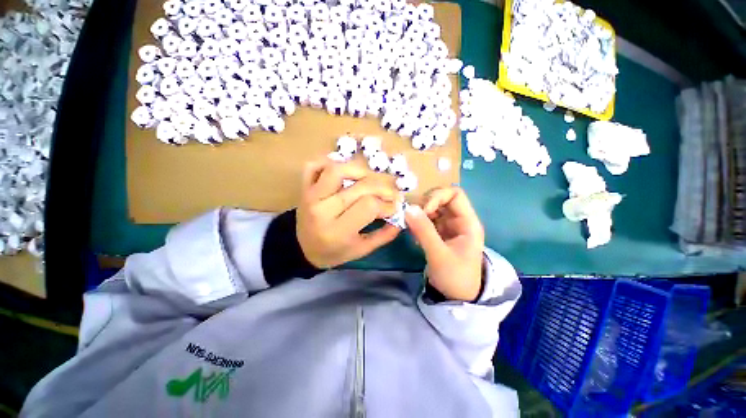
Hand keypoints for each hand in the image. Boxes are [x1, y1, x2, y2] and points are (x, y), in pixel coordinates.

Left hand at [297, 159, 401, 268]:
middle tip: (391, 194)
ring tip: (370, 180)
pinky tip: (345, 171)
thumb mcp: (361, 250)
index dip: (388, 204)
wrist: (303, 249)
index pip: (369, 206)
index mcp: (337, 230)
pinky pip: (314, 165)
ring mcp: (311, 195)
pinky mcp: (305, 187)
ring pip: (337, 170)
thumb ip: (383, 236)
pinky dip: (330, 161)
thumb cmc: (334, 252)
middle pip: (360, 187)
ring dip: (360, 170)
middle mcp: (323, 210)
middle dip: (383, 188)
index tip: (395, 207)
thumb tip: (400, 219)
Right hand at [405, 187, 483, 300]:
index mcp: (467, 222)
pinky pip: (427, 220)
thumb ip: (424, 230)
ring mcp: (448, 226)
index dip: (437, 197)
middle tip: (411, 217)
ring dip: (419, 214)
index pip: (454, 194)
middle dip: (425, 204)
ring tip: (410, 227)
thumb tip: (409, 208)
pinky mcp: (439, 233)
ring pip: (432, 209)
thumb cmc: (455, 277)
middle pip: (441, 199)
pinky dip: (418, 223)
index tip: (422, 210)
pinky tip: (414, 236)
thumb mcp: (439, 254)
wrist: (457, 297)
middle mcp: (459, 220)